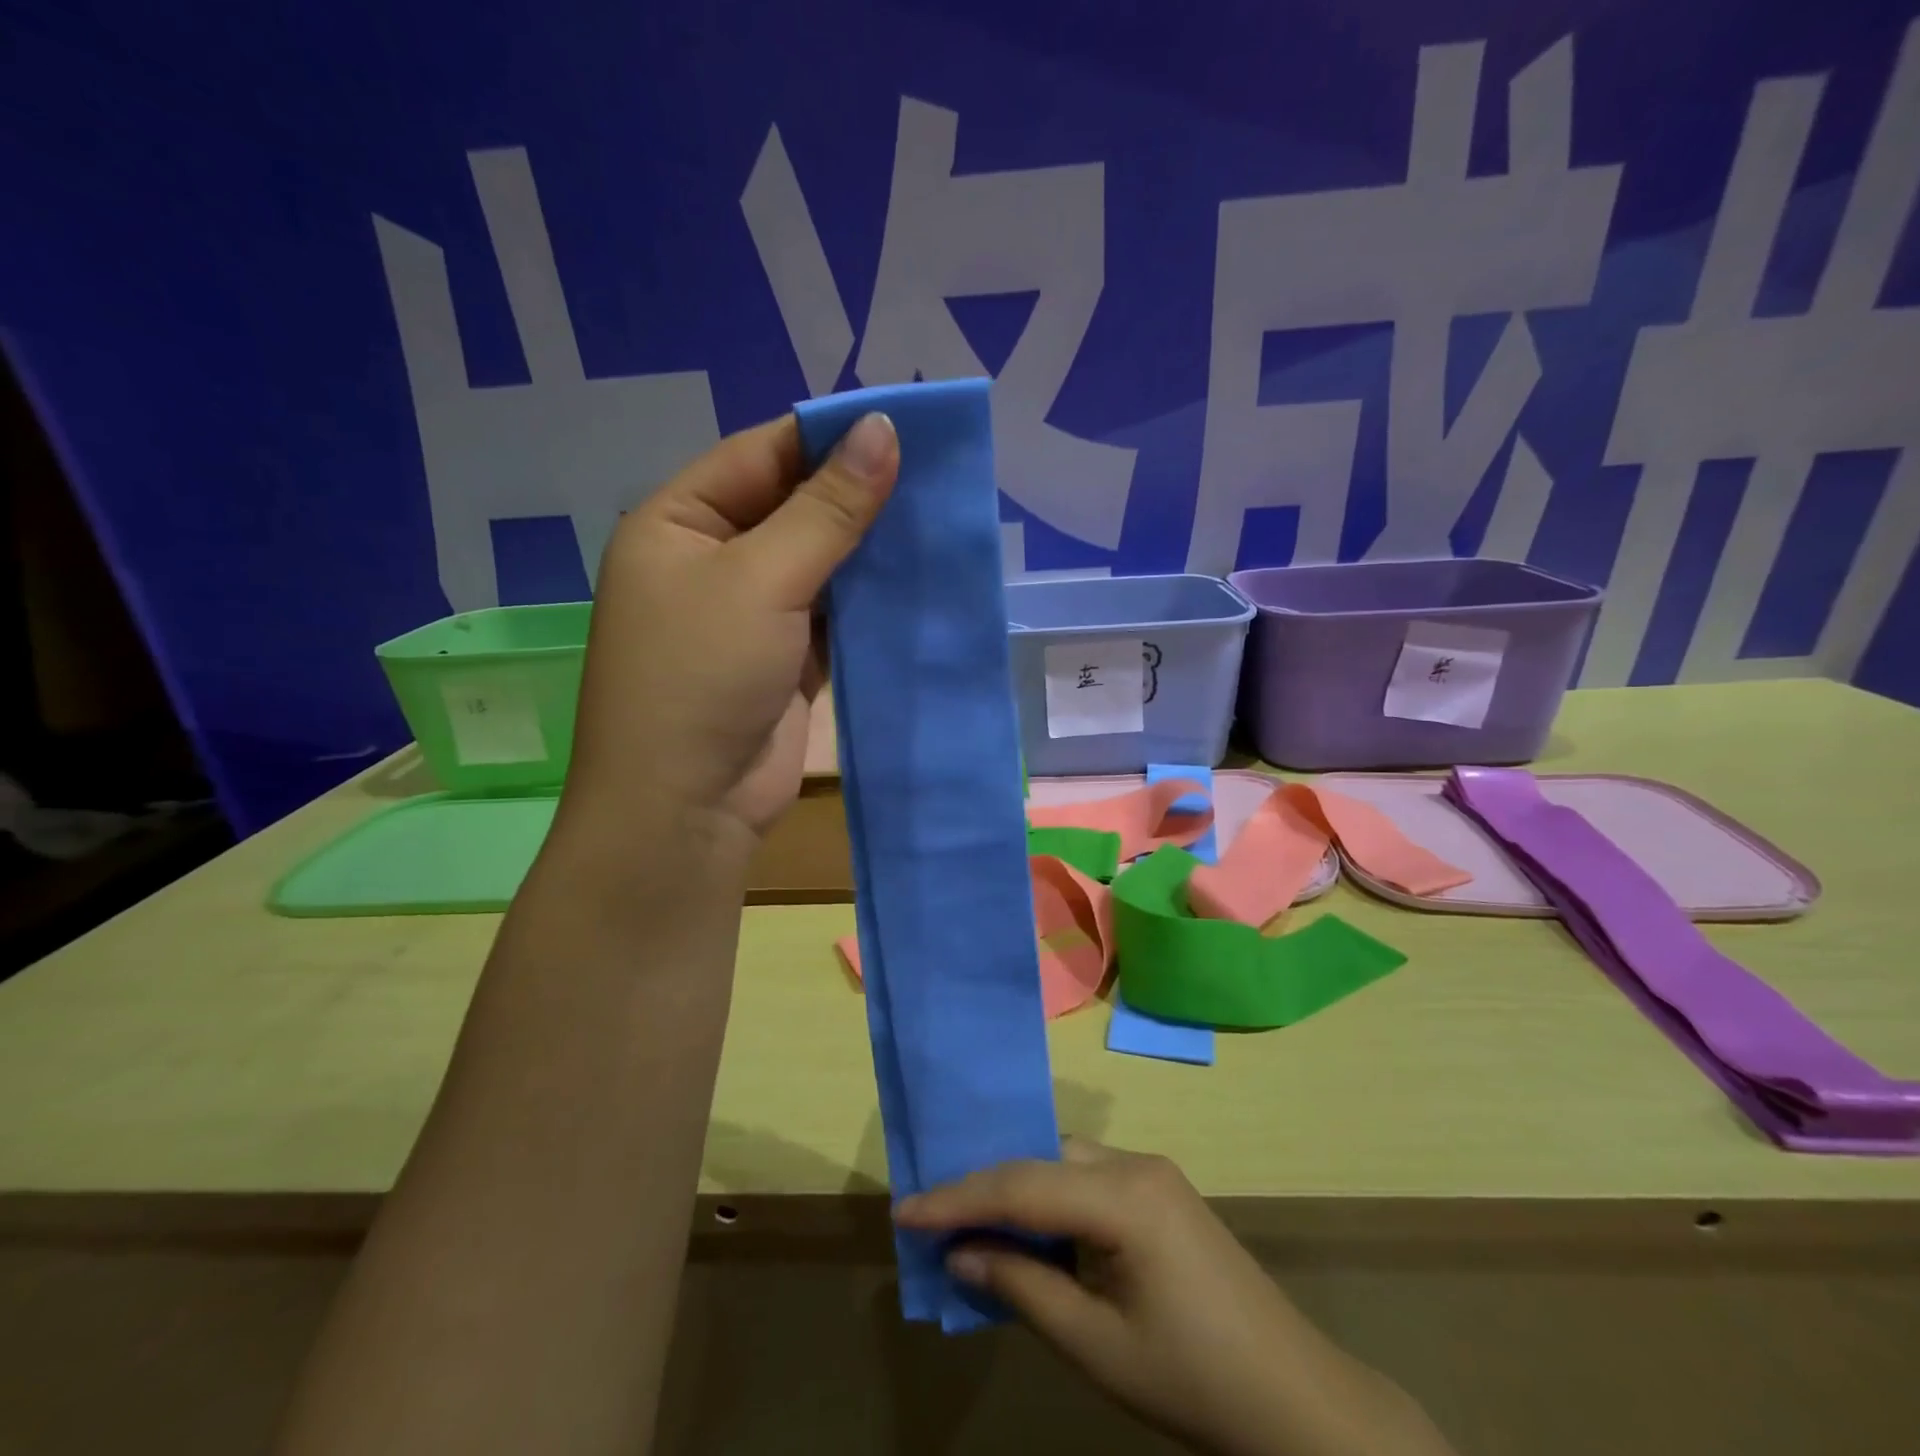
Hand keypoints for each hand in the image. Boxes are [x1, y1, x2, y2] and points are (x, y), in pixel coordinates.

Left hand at [559, 412, 897, 845]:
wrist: (686, 808)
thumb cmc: (702, 676)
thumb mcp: (763, 579)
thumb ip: (827, 510)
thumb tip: (883, 431)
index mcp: (679, 522)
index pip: (761, 455)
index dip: (829, 439)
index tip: (902, 428)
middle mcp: (711, 561)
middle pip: (793, 508)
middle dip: (857, 497)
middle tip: (934, 477)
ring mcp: (751, 615)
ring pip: (820, 564)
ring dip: (870, 552)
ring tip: (938, 523)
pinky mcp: (786, 660)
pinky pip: (833, 616)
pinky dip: (869, 603)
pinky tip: (917, 583)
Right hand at [895, 1141, 1452, 1455]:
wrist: (1297, 1402)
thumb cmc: (1194, 1382)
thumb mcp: (1096, 1345)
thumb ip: (1023, 1286)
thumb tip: (959, 1252)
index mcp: (1125, 1195)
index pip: (1022, 1183)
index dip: (958, 1197)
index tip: (903, 1209)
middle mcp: (1136, 1163)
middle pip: (1041, 1160)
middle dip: (983, 1185)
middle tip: (930, 1211)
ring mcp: (1152, 1172)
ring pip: (1063, 1162)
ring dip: (1016, 1188)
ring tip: (966, 1217)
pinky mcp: (1160, 1190)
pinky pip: (1087, 1178)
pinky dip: (1049, 1197)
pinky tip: (1027, 1225)